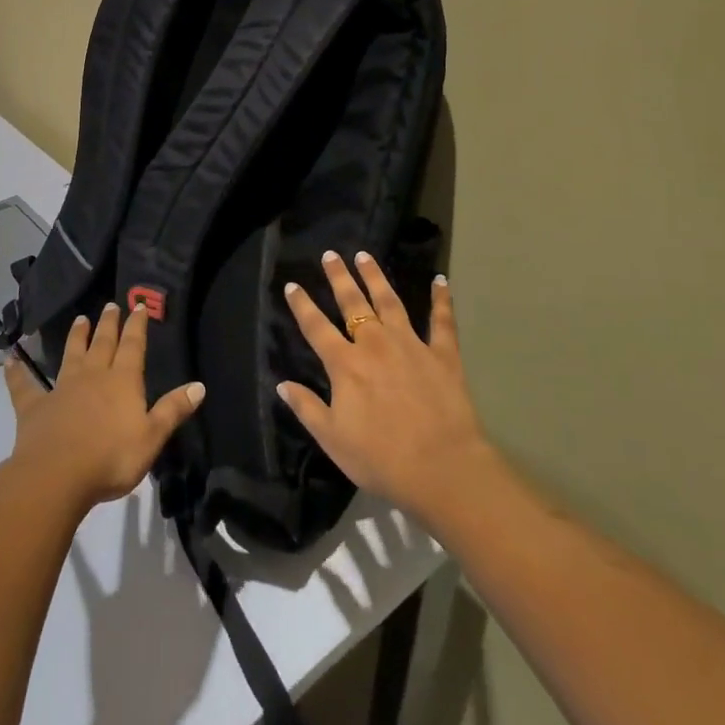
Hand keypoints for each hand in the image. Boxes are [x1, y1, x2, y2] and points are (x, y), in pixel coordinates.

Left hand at [3, 302, 204, 514]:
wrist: (57, 475)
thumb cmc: (111, 458)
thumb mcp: (151, 437)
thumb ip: (173, 410)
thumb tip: (199, 385)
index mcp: (122, 381)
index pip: (133, 346)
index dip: (137, 326)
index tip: (138, 306)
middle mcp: (93, 376)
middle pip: (103, 343)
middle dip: (108, 324)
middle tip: (110, 305)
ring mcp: (61, 389)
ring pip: (71, 355)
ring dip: (76, 337)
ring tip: (80, 319)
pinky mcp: (35, 407)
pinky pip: (24, 384)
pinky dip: (17, 371)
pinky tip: (10, 358)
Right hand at [279, 251, 492, 524]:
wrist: (441, 469)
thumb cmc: (381, 458)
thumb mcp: (332, 439)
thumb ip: (307, 408)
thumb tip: (282, 384)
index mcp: (345, 365)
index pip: (316, 327)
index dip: (302, 305)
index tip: (292, 285)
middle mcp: (375, 345)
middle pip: (353, 303)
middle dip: (339, 278)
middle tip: (330, 255)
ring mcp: (411, 345)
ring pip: (390, 302)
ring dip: (376, 277)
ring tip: (365, 256)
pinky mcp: (443, 355)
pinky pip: (442, 321)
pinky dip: (442, 299)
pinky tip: (441, 280)